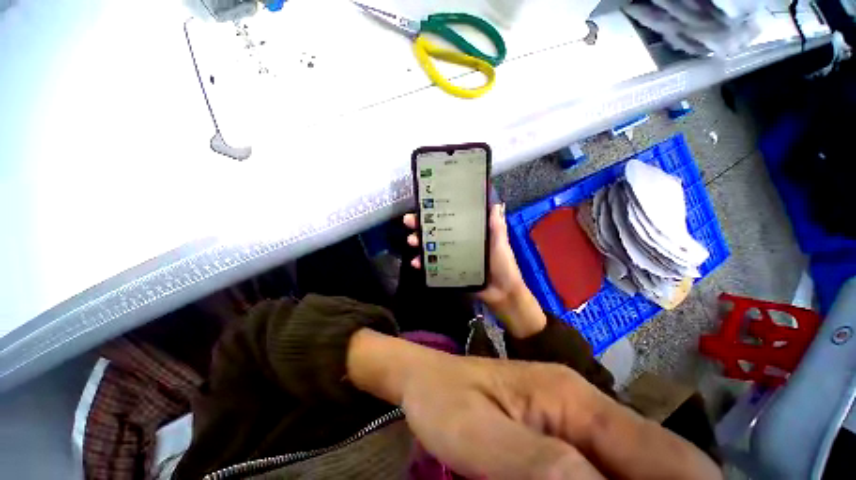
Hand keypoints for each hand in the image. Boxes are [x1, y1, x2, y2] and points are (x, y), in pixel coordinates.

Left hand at [348, 329, 722, 479]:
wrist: (427, 379)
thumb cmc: (446, 400)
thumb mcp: (483, 437)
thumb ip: (543, 467)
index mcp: (574, 398)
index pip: (662, 453)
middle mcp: (583, 403)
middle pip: (655, 462)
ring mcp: (571, 416)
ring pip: (633, 467)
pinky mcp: (557, 429)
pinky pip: (602, 466)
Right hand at [404, 204, 546, 337]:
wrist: (501, 292)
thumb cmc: (502, 264)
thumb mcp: (500, 242)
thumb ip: (497, 226)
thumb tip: (497, 203)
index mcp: (469, 234)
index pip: (449, 219)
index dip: (437, 213)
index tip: (424, 205)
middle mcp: (458, 243)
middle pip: (437, 232)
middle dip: (421, 226)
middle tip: (409, 222)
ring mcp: (452, 258)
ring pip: (431, 248)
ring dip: (419, 243)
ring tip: (412, 241)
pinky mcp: (448, 271)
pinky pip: (432, 266)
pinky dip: (423, 264)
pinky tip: (416, 263)